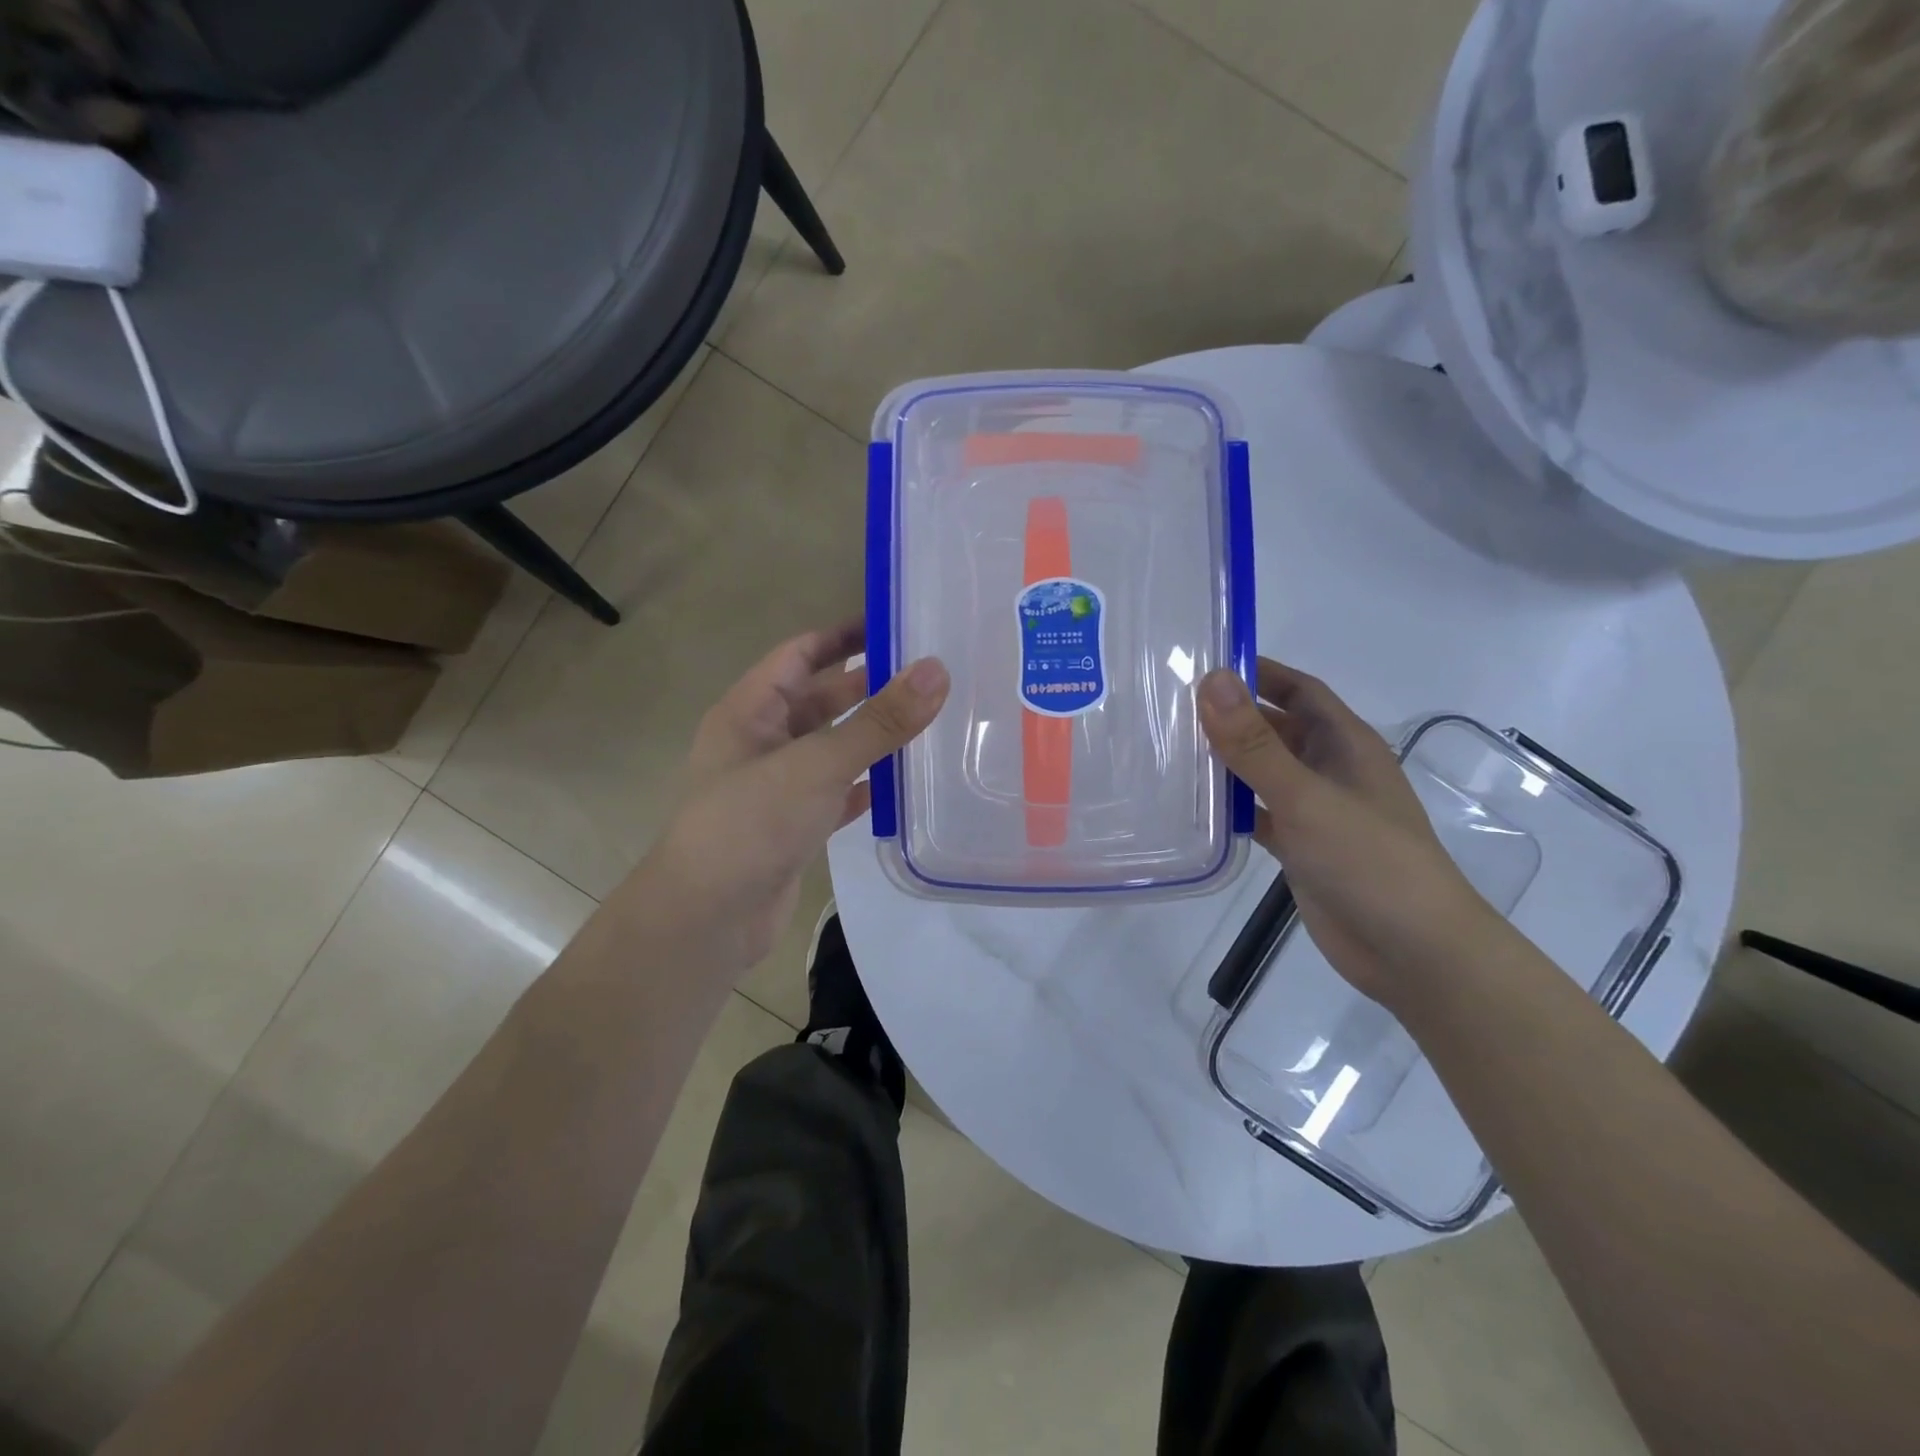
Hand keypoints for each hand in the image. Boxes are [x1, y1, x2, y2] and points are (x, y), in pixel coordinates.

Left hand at [621, 621, 948, 979]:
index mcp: (748, 711)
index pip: (799, 654)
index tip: (895, 622)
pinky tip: (900, 783)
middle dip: (865, 686)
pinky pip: (834, 793)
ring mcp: (774, 787)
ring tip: (925, 722)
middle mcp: (759, 743)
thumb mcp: (817, 764)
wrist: (706, 920)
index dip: (842, 635)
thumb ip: (878, 721)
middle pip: (817, 700)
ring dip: (868, 736)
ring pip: (828, 748)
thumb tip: (936, 670)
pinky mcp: (790, 827)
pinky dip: (863, 785)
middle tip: (925, 675)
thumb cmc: (750, 824)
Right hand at [1199, 658, 1498, 1006]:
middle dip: (1232, 716)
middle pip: (1276, 729)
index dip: (1259, 671)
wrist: (1413, 952)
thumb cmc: (1369, 860)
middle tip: (1170, 708)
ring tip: (1168, 750)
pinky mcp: (1300, 847)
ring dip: (1226, 761)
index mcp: (1345, 744)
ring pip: (1263, 772)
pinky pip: (1258, 813)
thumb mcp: (1307, 796)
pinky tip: (1192, 806)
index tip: (1203, 662)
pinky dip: (1230, 807)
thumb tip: (1212, 679)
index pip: (1299, 690)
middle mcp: (1330, 769)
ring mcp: (1315, 810)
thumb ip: (1255, 743)